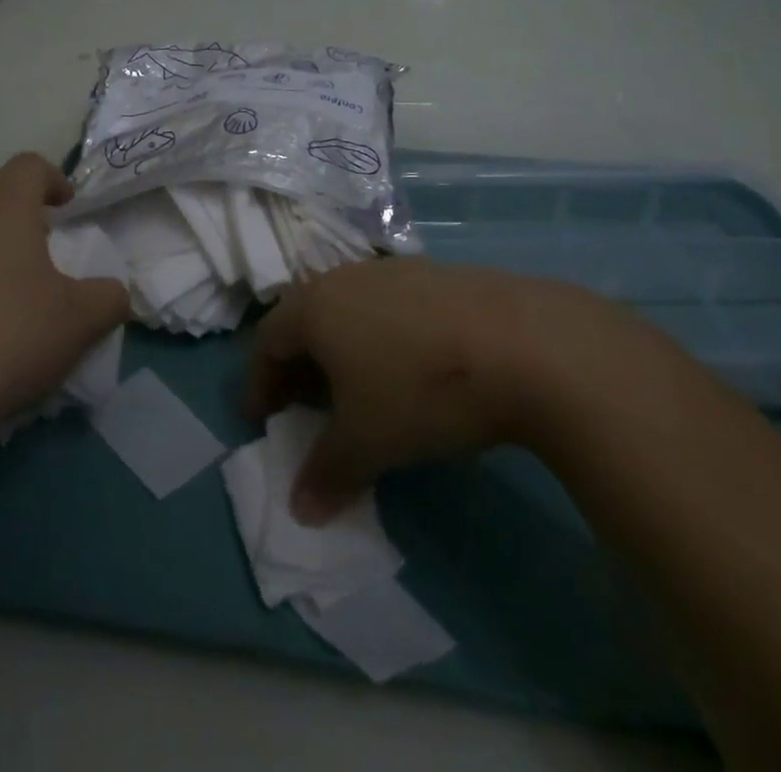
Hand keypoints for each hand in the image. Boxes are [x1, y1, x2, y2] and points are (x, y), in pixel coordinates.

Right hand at [245, 257, 654, 523]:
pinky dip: (378, 336)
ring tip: (354, 389)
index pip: (267, 341)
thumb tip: (300, 510)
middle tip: (303, 405)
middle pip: (304, 319)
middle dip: (297, 365)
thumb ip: (326, 472)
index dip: (258, 382)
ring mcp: (393, 271)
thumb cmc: (421, 390)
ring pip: (347, 309)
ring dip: (339, 349)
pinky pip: (387, 306)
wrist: (522, 342)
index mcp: (315, 307)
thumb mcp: (368, 442)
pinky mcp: (435, 275)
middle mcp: (346, 278)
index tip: (260, 418)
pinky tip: (406, 367)